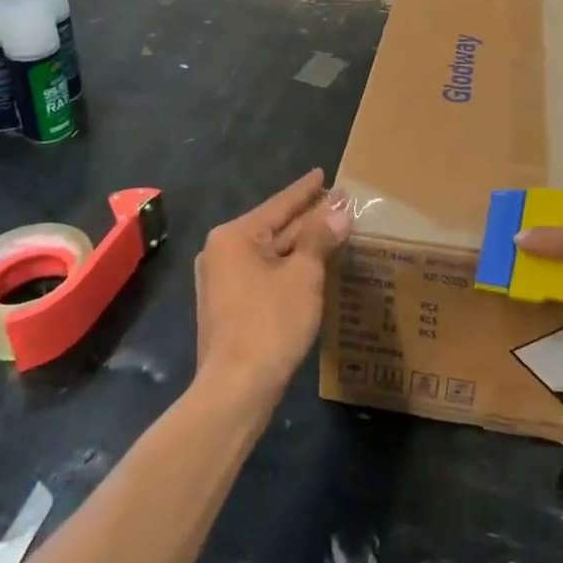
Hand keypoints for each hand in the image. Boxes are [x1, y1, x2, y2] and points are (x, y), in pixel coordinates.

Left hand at [194, 170, 351, 403]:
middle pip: (274, 227)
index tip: (324, 174)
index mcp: (235, 236)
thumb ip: (320, 238)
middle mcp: (222, 252)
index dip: (306, 190)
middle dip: (307, 217)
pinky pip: (264, 273)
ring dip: (301, 244)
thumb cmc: (270, 322)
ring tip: (331, 230)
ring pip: (270, 252)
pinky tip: (310, 265)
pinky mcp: (229, 305)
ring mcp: (222, 280)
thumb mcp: (303, 275)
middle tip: (339, 204)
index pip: (279, 204)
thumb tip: (340, 213)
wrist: (236, 388)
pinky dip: (288, 266)